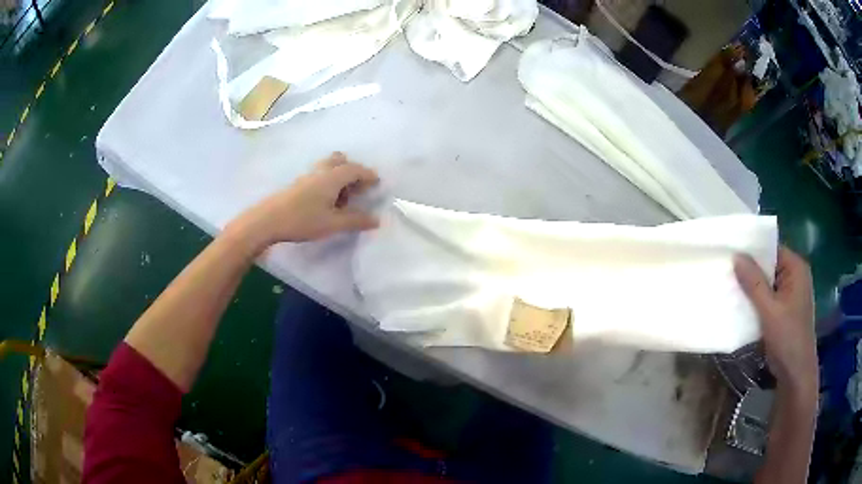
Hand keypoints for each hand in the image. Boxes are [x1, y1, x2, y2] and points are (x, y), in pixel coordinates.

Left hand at [230, 152, 379, 250]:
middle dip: (353, 170)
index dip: (368, 174)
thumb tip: (376, 220)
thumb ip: (355, 221)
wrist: (268, 220)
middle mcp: (321, 171)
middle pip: (341, 161)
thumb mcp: (333, 224)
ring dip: (339, 175)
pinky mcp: (298, 184)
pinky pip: (319, 175)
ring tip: (343, 196)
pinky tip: (326, 200)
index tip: (377, 182)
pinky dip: (329, 181)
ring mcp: (308, 176)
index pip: (355, 169)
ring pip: (328, 166)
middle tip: (359, 188)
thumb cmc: (303, 220)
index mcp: (333, 177)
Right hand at [734, 247, 817, 394]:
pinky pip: (767, 298)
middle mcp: (794, 276)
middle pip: (769, 265)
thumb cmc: (788, 338)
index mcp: (796, 268)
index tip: (731, 250)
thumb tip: (736, 256)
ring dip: (751, 287)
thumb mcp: (770, 310)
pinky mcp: (784, 310)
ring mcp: (790, 294)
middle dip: (749, 269)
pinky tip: (739, 304)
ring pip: (767, 283)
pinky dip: (755, 300)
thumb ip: (754, 283)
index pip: (772, 248)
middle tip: (726, 268)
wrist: (796, 374)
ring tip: (728, 284)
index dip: (752, 248)